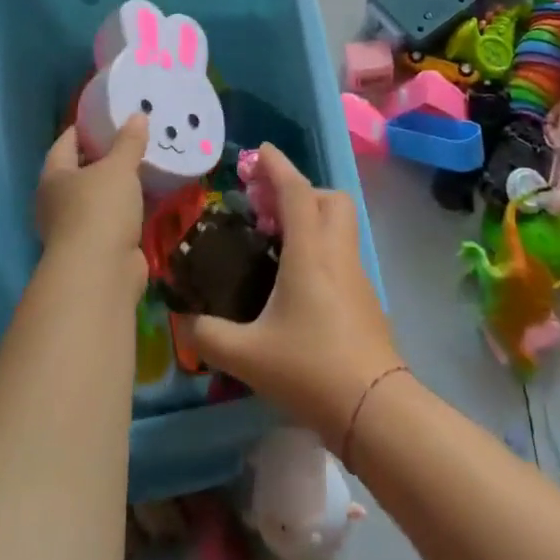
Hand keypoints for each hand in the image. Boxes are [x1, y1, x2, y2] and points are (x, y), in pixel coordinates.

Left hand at [37, 115, 146, 287]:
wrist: (100, 273)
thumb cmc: (100, 209)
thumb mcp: (118, 168)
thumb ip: (129, 142)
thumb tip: (137, 115)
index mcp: (54, 176)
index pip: (66, 141)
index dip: (85, 127)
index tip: (109, 115)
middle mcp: (58, 201)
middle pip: (82, 169)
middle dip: (106, 155)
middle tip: (134, 137)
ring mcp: (77, 227)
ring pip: (100, 196)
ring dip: (120, 184)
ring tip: (147, 163)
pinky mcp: (98, 247)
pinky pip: (115, 217)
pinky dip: (131, 207)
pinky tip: (152, 195)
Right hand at [188, 146, 402, 440]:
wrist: (375, 409)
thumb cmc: (311, 369)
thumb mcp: (248, 355)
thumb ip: (209, 336)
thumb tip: (184, 324)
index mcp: (310, 252)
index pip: (296, 191)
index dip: (277, 166)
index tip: (260, 150)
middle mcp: (337, 253)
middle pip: (329, 199)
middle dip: (300, 191)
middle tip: (268, 208)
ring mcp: (356, 276)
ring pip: (338, 226)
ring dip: (310, 219)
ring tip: (275, 244)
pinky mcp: (364, 299)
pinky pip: (340, 253)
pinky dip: (318, 249)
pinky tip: (294, 283)